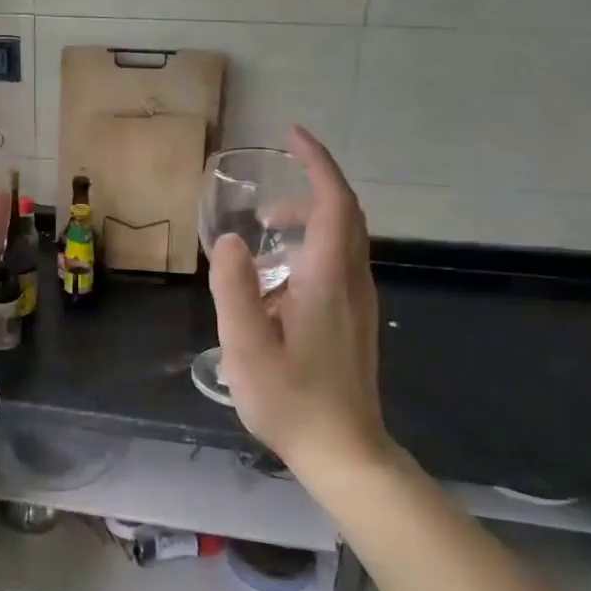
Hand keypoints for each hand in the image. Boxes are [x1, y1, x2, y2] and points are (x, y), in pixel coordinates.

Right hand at [208, 126, 390, 475]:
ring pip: (344, 240)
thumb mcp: (245, 345)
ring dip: (309, 222)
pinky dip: (312, 248)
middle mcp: (352, 282)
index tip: (293, 137)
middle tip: (267, 196)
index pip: (335, 202)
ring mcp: (358, 303)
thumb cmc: (292, 400)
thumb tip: (231, 241)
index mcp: (329, 279)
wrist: (346, 453)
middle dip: (310, 190)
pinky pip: (339, 264)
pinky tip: (278, 280)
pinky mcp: (354, 321)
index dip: (318, 163)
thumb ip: (234, 287)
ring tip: (265, 235)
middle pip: (345, 215)